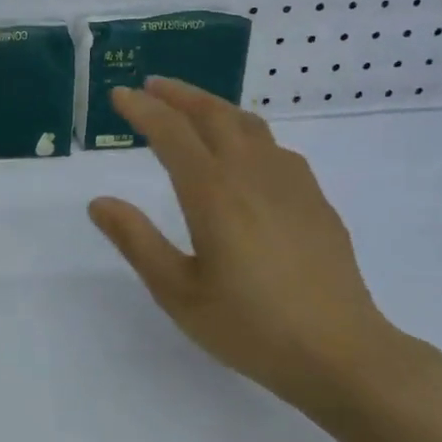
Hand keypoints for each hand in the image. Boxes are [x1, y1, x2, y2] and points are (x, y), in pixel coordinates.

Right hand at [87, 77, 432, 413]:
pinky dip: (246, 132)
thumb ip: (137, 241)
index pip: (171, 133)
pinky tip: (243, 152)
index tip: (119, 95)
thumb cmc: (250, 326)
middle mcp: (252, 175)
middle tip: (150, 87)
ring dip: (213, 107)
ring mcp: (290, 183)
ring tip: (191, 108)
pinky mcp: (314, 200)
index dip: (142, 110)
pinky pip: (275, 147)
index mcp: (213, 193)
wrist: (342, 354)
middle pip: (213, 115)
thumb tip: (99, 202)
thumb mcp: (178, 292)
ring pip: (248, 125)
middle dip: (178, 95)